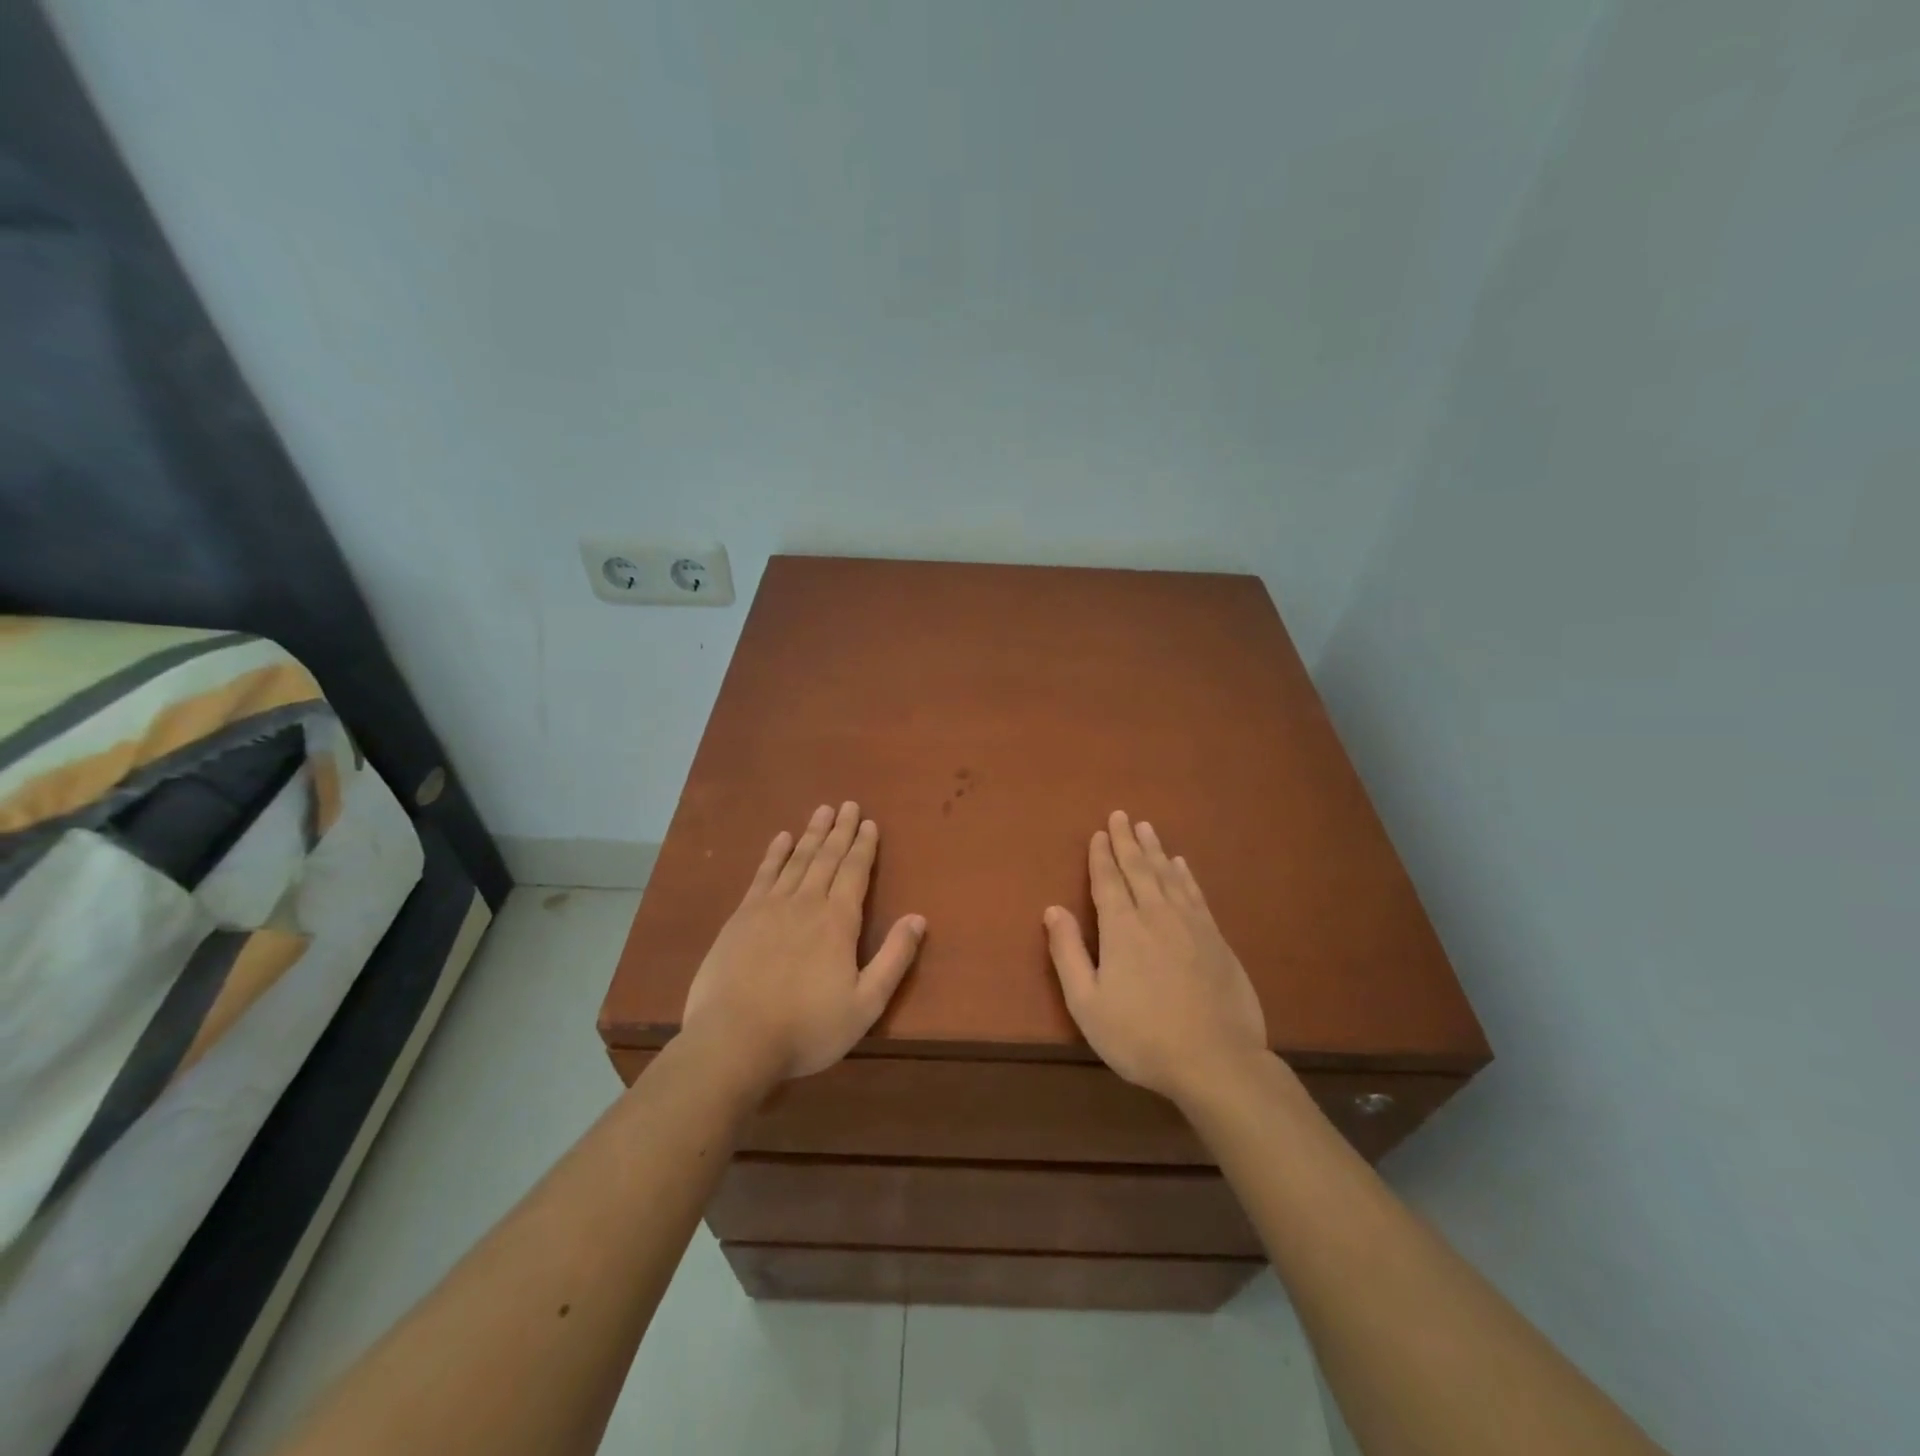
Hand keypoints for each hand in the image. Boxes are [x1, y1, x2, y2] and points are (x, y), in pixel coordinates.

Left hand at [682, 802, 925, 1082]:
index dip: (864, 846)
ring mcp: (770, 907)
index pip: (855, 872)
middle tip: (848, 805)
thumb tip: (919, 918)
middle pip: (827, 857)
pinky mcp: (741, 917)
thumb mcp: (866, 1004)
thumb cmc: (807, 1027)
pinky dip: (775, 854)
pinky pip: (763, 874)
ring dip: (812, 833)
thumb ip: (894, 958)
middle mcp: (807, 902)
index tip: (869, 823)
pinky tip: (781, 839)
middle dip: (841, 830)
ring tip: (822, 811)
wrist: (734, 1040)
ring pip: (797, 859)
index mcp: (838, 921)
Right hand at [1044, 811, 1267, 1103]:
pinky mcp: (1216, 939)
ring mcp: (1190, 924)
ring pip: (1168, 875)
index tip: (1098, 833)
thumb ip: (1068, 953)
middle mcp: (1155, 915)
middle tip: (1121, 815)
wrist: (1216, 1060)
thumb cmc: (1141, 1036)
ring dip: (1155, 850)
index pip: (1107, 881)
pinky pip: (1195, 894)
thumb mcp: (1087, 1003)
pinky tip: (1181, 865)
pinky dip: (1185, 875)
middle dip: (1126, 841)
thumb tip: (1053, 909)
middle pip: (1138, 869)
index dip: (1101, 855)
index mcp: (1121, 928)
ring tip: (1146, 828)